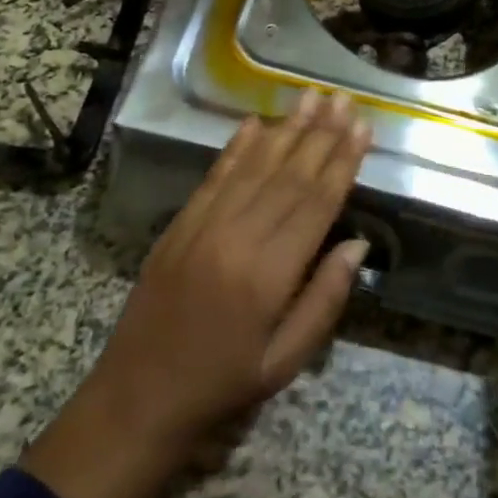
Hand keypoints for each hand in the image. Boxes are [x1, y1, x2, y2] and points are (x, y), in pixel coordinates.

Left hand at [21, 91, 370, 497]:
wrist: (135, 401)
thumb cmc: (221, 387)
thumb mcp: (284, 362)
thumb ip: (324, 301)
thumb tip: (358, 244)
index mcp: (268, 276)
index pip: (315, 204)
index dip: (342, 162)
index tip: (362, 129)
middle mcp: (237, 238)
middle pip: (288, 175)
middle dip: (320, 134)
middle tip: (343, 99)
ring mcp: (203, 226)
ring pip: (254, 166)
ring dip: (286, 128)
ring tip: (311, 97)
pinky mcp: (180, 225)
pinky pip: (215, 176)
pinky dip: (237, 146)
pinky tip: (256, 122)